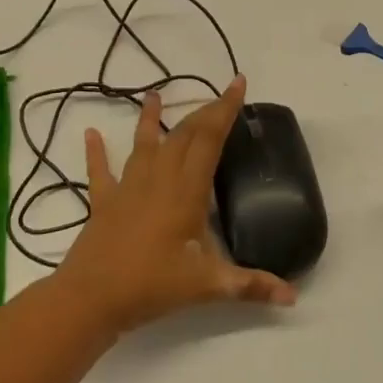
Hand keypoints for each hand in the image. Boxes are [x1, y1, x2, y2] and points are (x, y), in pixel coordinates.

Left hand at [58, 76, 296, 333]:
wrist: (91, 299)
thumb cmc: (151, 286)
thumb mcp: (207, 286)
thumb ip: (250, 285)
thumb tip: (291, 297)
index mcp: (186, 191)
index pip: (209, 139)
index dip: (225, 109)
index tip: (237, 83)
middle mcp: (158, 179)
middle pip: (183, 135)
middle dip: (203, 112)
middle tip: (219, 97)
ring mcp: (128, 188)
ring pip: (143, 144)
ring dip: (151, 119)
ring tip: (155, 94)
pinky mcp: (104, 203)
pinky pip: (100, 171)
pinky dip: (96, 153)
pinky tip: (90, 134)